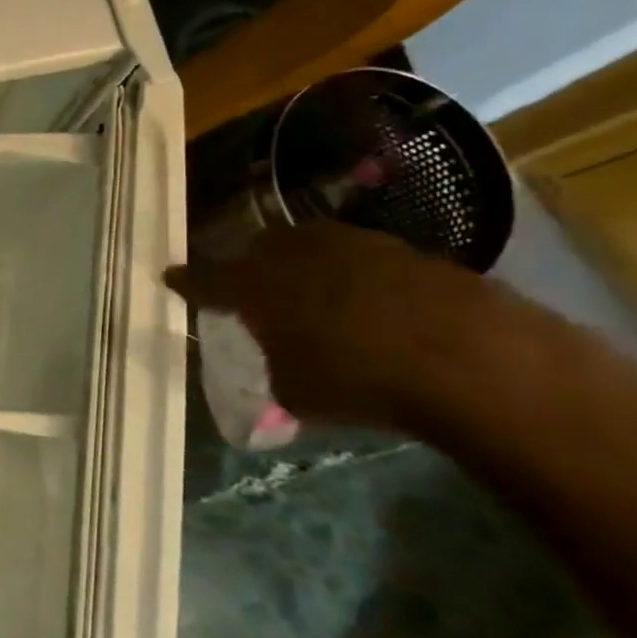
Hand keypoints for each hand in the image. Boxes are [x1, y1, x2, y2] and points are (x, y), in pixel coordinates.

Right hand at [166, 221, 523, 431]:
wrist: (466, 355)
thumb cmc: (357, 378)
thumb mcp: (297, 394)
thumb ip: (276, 371)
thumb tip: (281, 368)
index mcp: (253, 285)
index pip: (205, 280)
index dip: (187, 281)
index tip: (170, 276)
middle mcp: (292, 252)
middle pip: (256, 252)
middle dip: (250, 269)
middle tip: (253, 292)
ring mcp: (347, 243)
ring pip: (308, 248)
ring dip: (304, 269)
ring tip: (313, 298)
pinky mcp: (398, 247)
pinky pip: (357, 259)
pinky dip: (353, 278)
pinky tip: (369, 306)